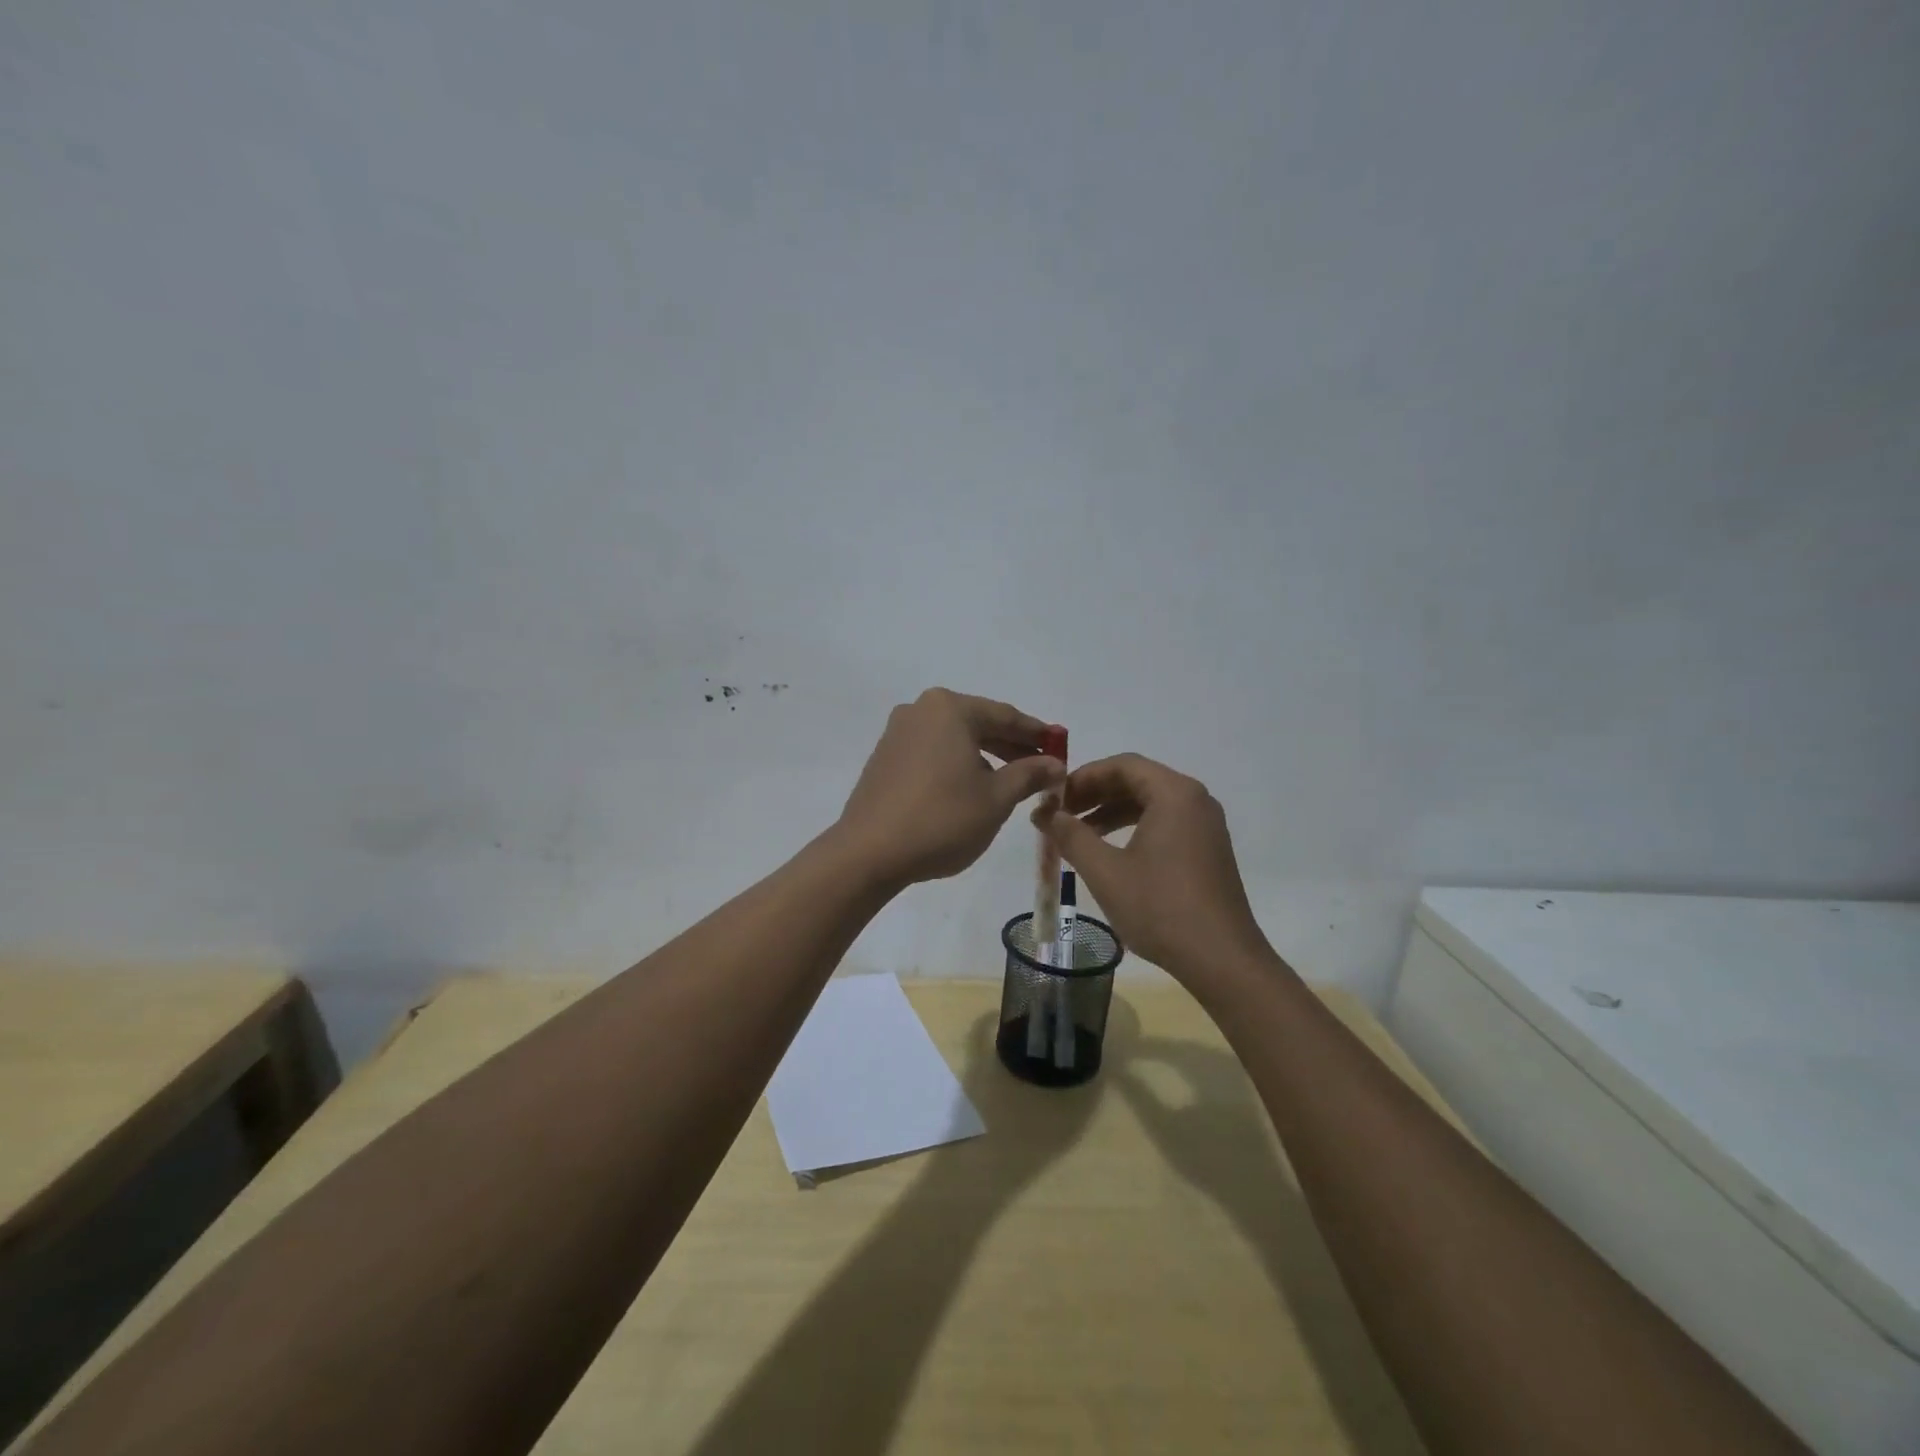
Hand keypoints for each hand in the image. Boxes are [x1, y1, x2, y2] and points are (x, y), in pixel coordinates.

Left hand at [837, 688, 1064, 887]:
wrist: (869, 853)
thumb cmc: (941, 819)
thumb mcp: (996, 799)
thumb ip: (1029, 774)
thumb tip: (1055, 763)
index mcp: (949, 709)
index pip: (1005, 716)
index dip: (1037, 734)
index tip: (1060, 746)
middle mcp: (920, 710)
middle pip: (978, 723)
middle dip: (1011, 745)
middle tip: (1041, 767)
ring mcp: (897, 733)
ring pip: (954, 739)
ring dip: (985, 756)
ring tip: (1010, 782)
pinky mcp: (884, 758)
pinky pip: (933, 753)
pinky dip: (957, 764)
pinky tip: (970, 789)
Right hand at [1033, 753, 1267, 980]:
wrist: (1221, 960)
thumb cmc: (1160, 908)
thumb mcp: (1105, 871)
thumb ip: (1071, 835)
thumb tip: (1045, 812)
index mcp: (1174, 793)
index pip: (1122, 765)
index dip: (1083, 776)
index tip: (1054, 798)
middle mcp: (1195, 800)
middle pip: (1137, 780)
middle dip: (1095, 794)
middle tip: (1060, 814)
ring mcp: (1206, 826)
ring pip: (1150, 803)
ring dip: (1111, 812)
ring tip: (1077, 834)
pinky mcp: (1208, 850)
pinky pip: (1165, 823)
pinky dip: (1133, 828)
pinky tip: (1110, 853)